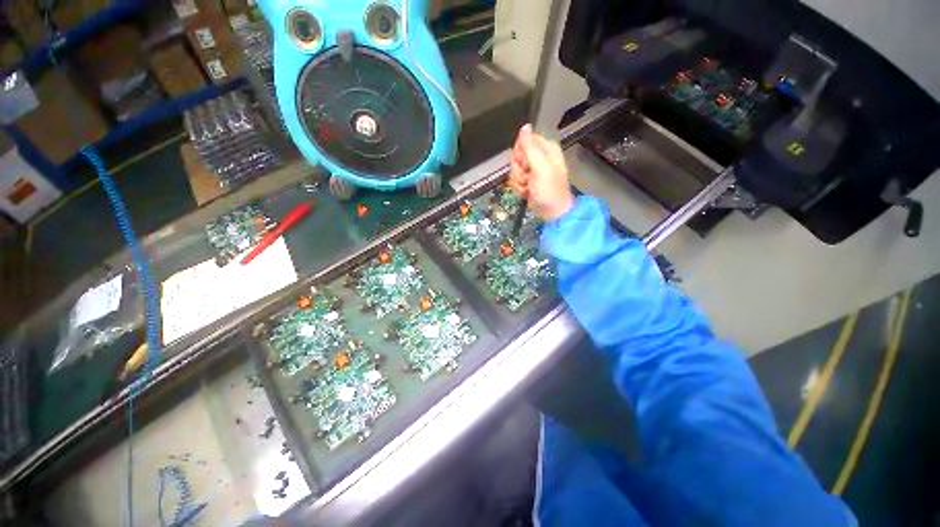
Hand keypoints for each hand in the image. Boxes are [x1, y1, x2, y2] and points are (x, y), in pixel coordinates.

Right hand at [508, 124, 574, 221]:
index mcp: (545, 148)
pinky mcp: (527, 180)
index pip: (523, 141)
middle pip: (516, 155)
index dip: (520, 153)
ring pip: (513, 169)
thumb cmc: (549, 190)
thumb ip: (530, 147)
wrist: (551, 212)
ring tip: (528, 187)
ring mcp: (532, 170)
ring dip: (518, 180)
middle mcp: (538, 157)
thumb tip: (525, 126)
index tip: (525, 164)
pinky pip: (515, 179)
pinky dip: (518, 187)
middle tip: (527, 178)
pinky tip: (526, 192)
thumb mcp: (541, 167)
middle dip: (518, 169)